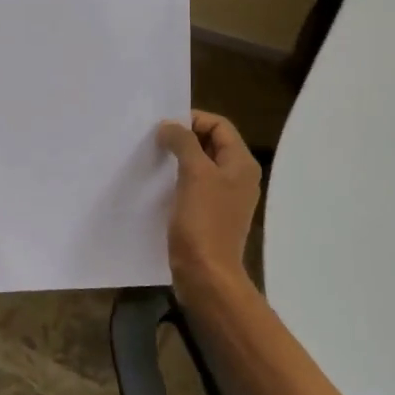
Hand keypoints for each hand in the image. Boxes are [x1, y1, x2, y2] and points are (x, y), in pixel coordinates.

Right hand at [156, 110, 260, 307]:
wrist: (206, 274)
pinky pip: (194, 186)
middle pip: (211, 144)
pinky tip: (158, 185)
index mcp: (241, 164)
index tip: (163, 127)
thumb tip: (170, 126)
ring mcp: (225, 198)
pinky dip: (177, 180)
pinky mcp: (210, 215)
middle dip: (183, 138)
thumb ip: (184, 143)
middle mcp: (237, 177)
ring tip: (153, 160)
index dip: (193, 120)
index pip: (219, 125)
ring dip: (178, 159)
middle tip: (154, 141)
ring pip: (200, 165)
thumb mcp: (195, 174)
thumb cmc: (203, 221)